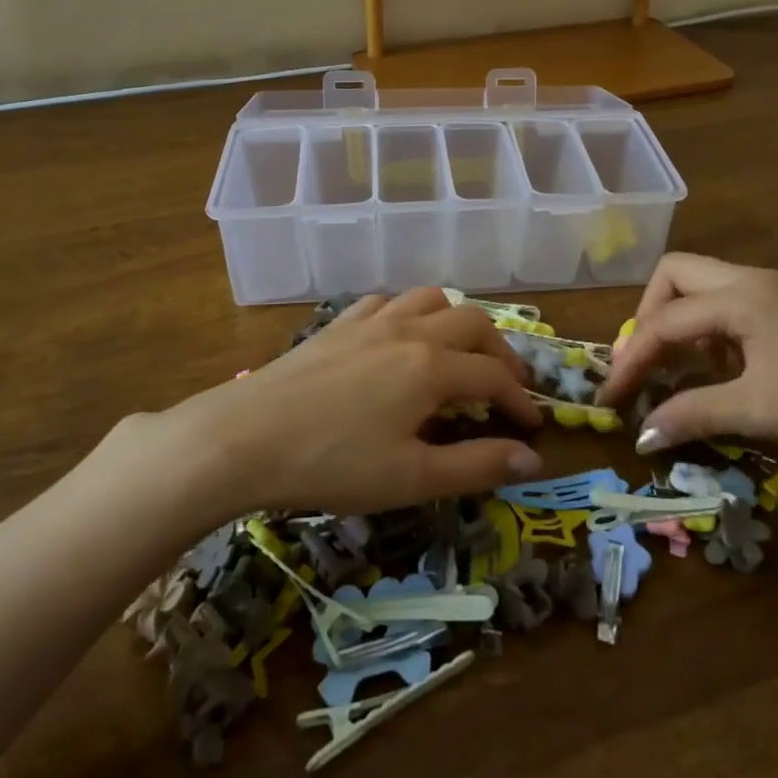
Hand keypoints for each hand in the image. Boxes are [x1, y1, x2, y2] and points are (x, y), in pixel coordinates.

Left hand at [166, 288, 543, 515]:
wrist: (244, 437)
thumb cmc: (332, 463)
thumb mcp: (411, 477)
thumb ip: (475, 465)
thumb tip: (530, 457)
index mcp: (432, 367)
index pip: (494, 375)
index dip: (520, 399)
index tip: (533, 425)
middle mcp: (409, 330)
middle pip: (472, 323)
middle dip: (498, 351)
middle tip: (506, 385)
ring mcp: (371, 321)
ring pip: (430, 299)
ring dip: (456, 322)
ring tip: (458, 354)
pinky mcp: (338, 324)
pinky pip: (387, 302)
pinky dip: (408, 314)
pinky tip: (398, 338)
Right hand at [595, 253, 777, 458]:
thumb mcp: (757, 411)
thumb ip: (692, 415)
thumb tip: (640, 436)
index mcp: (740, 296)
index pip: (665, 320)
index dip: (631, 358)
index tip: (610, 396)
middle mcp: (750, 279)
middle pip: (675, 275)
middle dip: (648, 316)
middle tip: (642, 362)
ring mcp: (772, 289)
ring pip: (701, 285)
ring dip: (678, 321)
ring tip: (675, 368)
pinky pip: (727, 302)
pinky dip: (707, 328)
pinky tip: (718, 366)